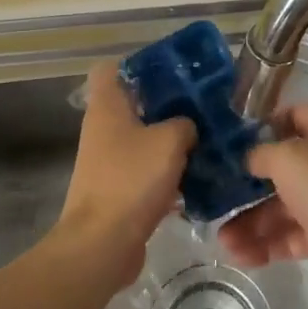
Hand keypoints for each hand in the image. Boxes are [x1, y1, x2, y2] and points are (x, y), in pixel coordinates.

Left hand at [57, 62, 194, 287]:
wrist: (102, 243)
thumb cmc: (131, 179)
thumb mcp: (169, 141)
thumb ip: (184, 124)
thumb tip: (187, 127)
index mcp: (107, 105)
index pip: (111, 68)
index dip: (138, 65)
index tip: (170, 71)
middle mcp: (102, 128)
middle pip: (133, 104)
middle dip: (165, 105)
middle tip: (199, 106)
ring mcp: (106, 161)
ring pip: (142, 139)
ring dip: (168, 141)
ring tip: (204, 141)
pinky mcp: (116, 190)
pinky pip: (144, 170)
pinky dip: (165, 172)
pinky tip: (195, 179)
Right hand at [218, 104, 307, 300]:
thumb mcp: (288, 159)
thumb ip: (261, 154)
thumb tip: (248, 158)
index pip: (292, 116)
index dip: (263, 124)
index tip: (231, 139)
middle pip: (280, 167)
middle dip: (247, 185)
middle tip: (215, 194)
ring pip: (280, 207)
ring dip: (250, 222)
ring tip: (221, 240)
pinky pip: (289, 237)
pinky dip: (265, 245)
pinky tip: (239, 255)